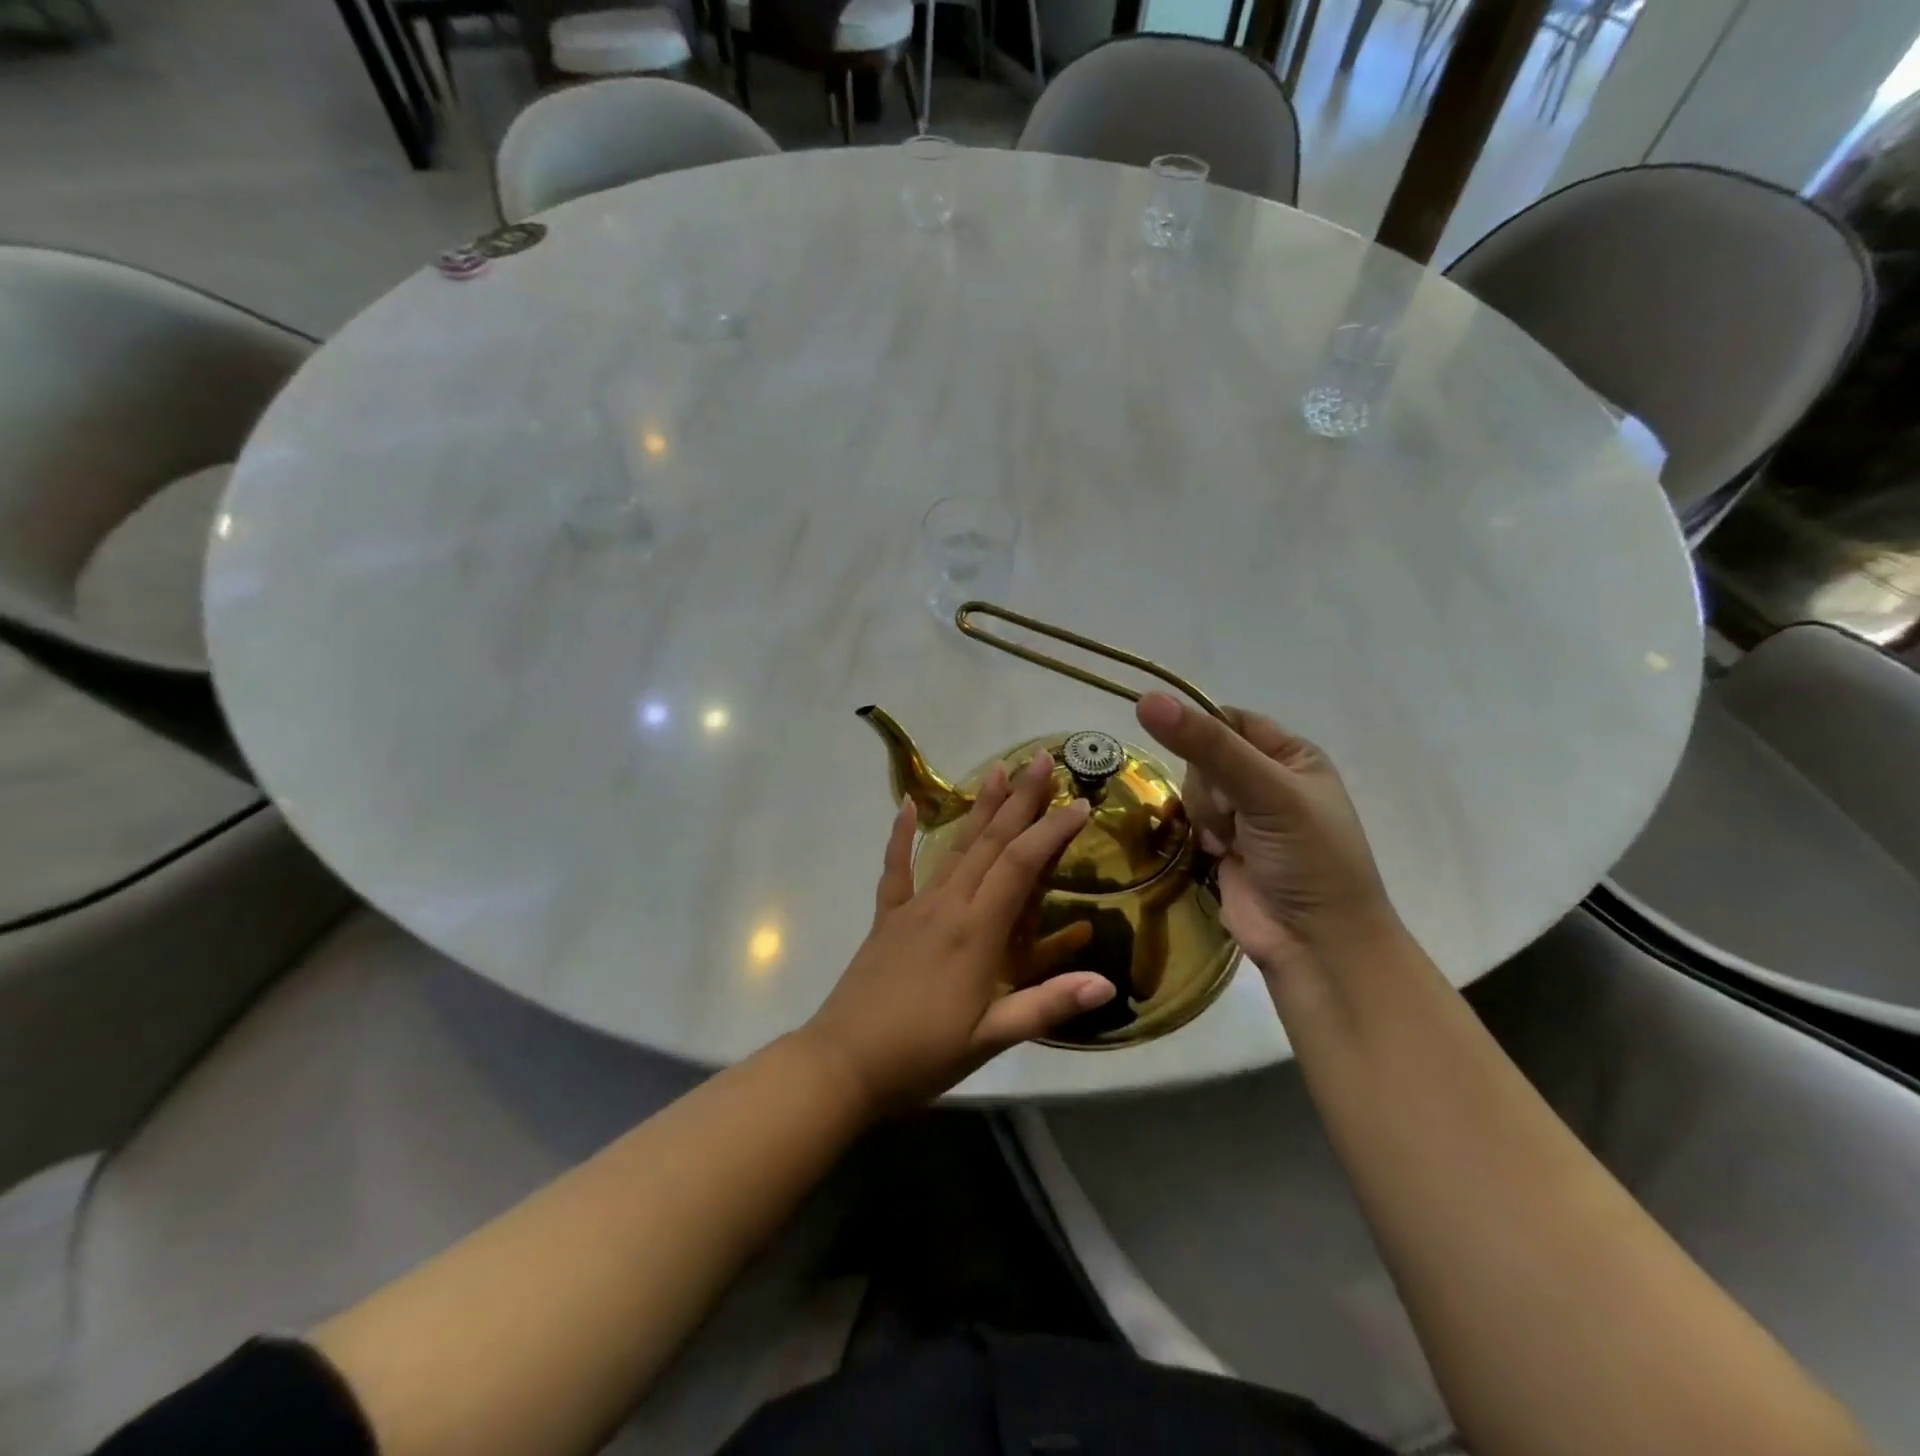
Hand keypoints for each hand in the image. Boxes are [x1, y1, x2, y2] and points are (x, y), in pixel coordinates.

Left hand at [801, 751, 1114, 1111]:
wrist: (843, 1063)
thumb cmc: (922, 1054)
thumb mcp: (991, 1038)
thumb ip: (1047, 1005)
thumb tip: (1106, 983)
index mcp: (977, 932)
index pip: (1020, 866)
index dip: (1051, 832)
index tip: (1080, 804)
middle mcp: (947, 905)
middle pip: (990, 842)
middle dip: (1019, 800)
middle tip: (1040, 760)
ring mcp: (913, 907)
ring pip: (953, 847)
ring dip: (978, 808)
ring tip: (996, 771)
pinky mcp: (887, 917)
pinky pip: (895, 868)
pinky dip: (901, 835)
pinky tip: (905, 804)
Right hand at [1134, 693, 1403, 986]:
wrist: (1316, 945)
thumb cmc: (1308, 859)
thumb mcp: (1266, 792)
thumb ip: (1208, 746)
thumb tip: (1147, 700)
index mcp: (1292, 755)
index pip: (1229, 720)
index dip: (1204, 732)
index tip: (1194, 754)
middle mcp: (1267, 779)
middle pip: (1203, 754)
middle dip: (1208, 784)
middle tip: (1233, 814)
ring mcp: (1243, 815)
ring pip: (1192, 788)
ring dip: (1205, 814)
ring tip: (1229, 843)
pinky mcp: (1221, 846)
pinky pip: (1189, 819)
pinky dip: (1197, 833)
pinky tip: (1216, 853)